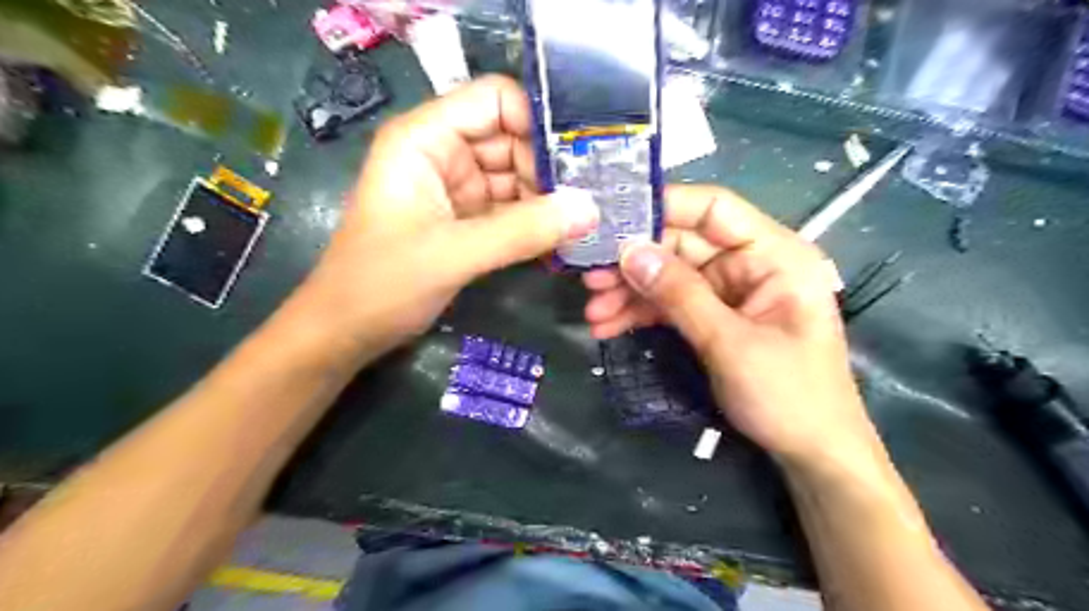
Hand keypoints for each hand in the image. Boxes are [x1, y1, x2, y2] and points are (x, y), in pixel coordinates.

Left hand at [289, 74, 595, 356]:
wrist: (347, 331)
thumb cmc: (382, 284)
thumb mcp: (453, 254)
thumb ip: (523, 231)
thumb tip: (591, 209)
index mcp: (426, 138)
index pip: (495, 101)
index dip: (539, 122)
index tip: (581, 160)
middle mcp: (444, 153)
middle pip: (513, 139)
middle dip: (552, 168)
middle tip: (597, 199)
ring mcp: (457, 188)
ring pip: (518, 177)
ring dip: (549, 199)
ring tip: (589, 222)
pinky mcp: (467, 220)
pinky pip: (512, 209)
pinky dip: (536, 223)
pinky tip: (564, 239)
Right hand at [588, 184, 873, 461]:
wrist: (812, 454)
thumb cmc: (789, 396)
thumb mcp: (730, 344)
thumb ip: (680, 294)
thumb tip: (629, 253)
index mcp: (774, 254)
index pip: (713, 208)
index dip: (663, 206)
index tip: (612, 220)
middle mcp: (750, 264)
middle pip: (682, 243)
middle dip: (634, 261)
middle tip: (589, 277)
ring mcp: (730, 291)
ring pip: (670, 275)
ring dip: (630, 291)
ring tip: (592, 310)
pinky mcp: (715, 317)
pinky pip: (671, 304)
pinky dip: (641, 313)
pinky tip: (609, 325)